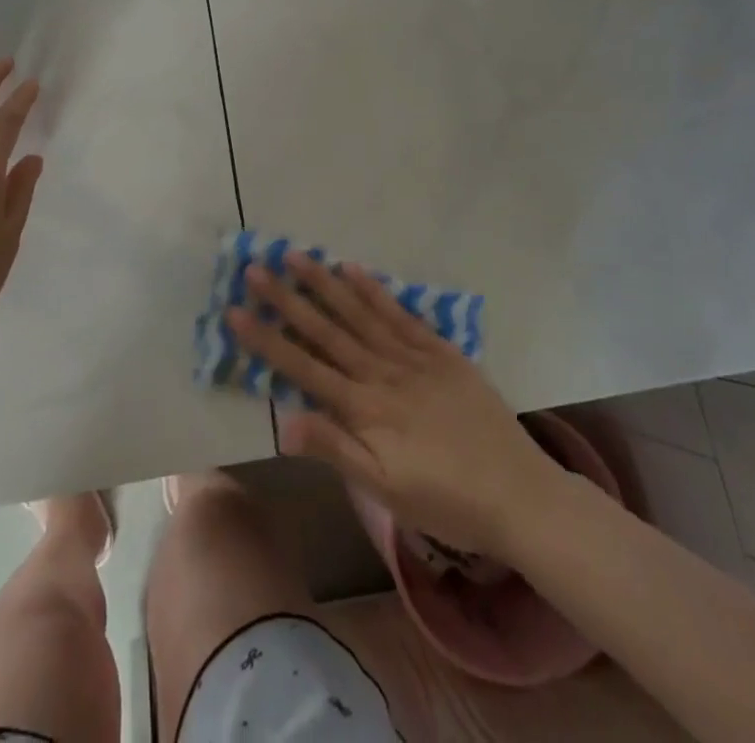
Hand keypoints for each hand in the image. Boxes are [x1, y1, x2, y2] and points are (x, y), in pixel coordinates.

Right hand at [231, 253, 565, 556]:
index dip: (266, 339)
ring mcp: (411, 356)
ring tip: (296, 255)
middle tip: (256, 268)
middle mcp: (381, 372)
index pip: (303, 366)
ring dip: (324, 283)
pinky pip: (400, 314)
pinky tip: (353, 269)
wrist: (519, 493)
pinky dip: (375, 290)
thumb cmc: (445, 499)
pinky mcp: (440, 351)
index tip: (235, 311)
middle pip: (326, 329)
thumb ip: (335, 448)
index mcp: (364, 407)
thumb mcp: (385, 489)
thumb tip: (283, 422)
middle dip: (287, 298)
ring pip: (359, 312)